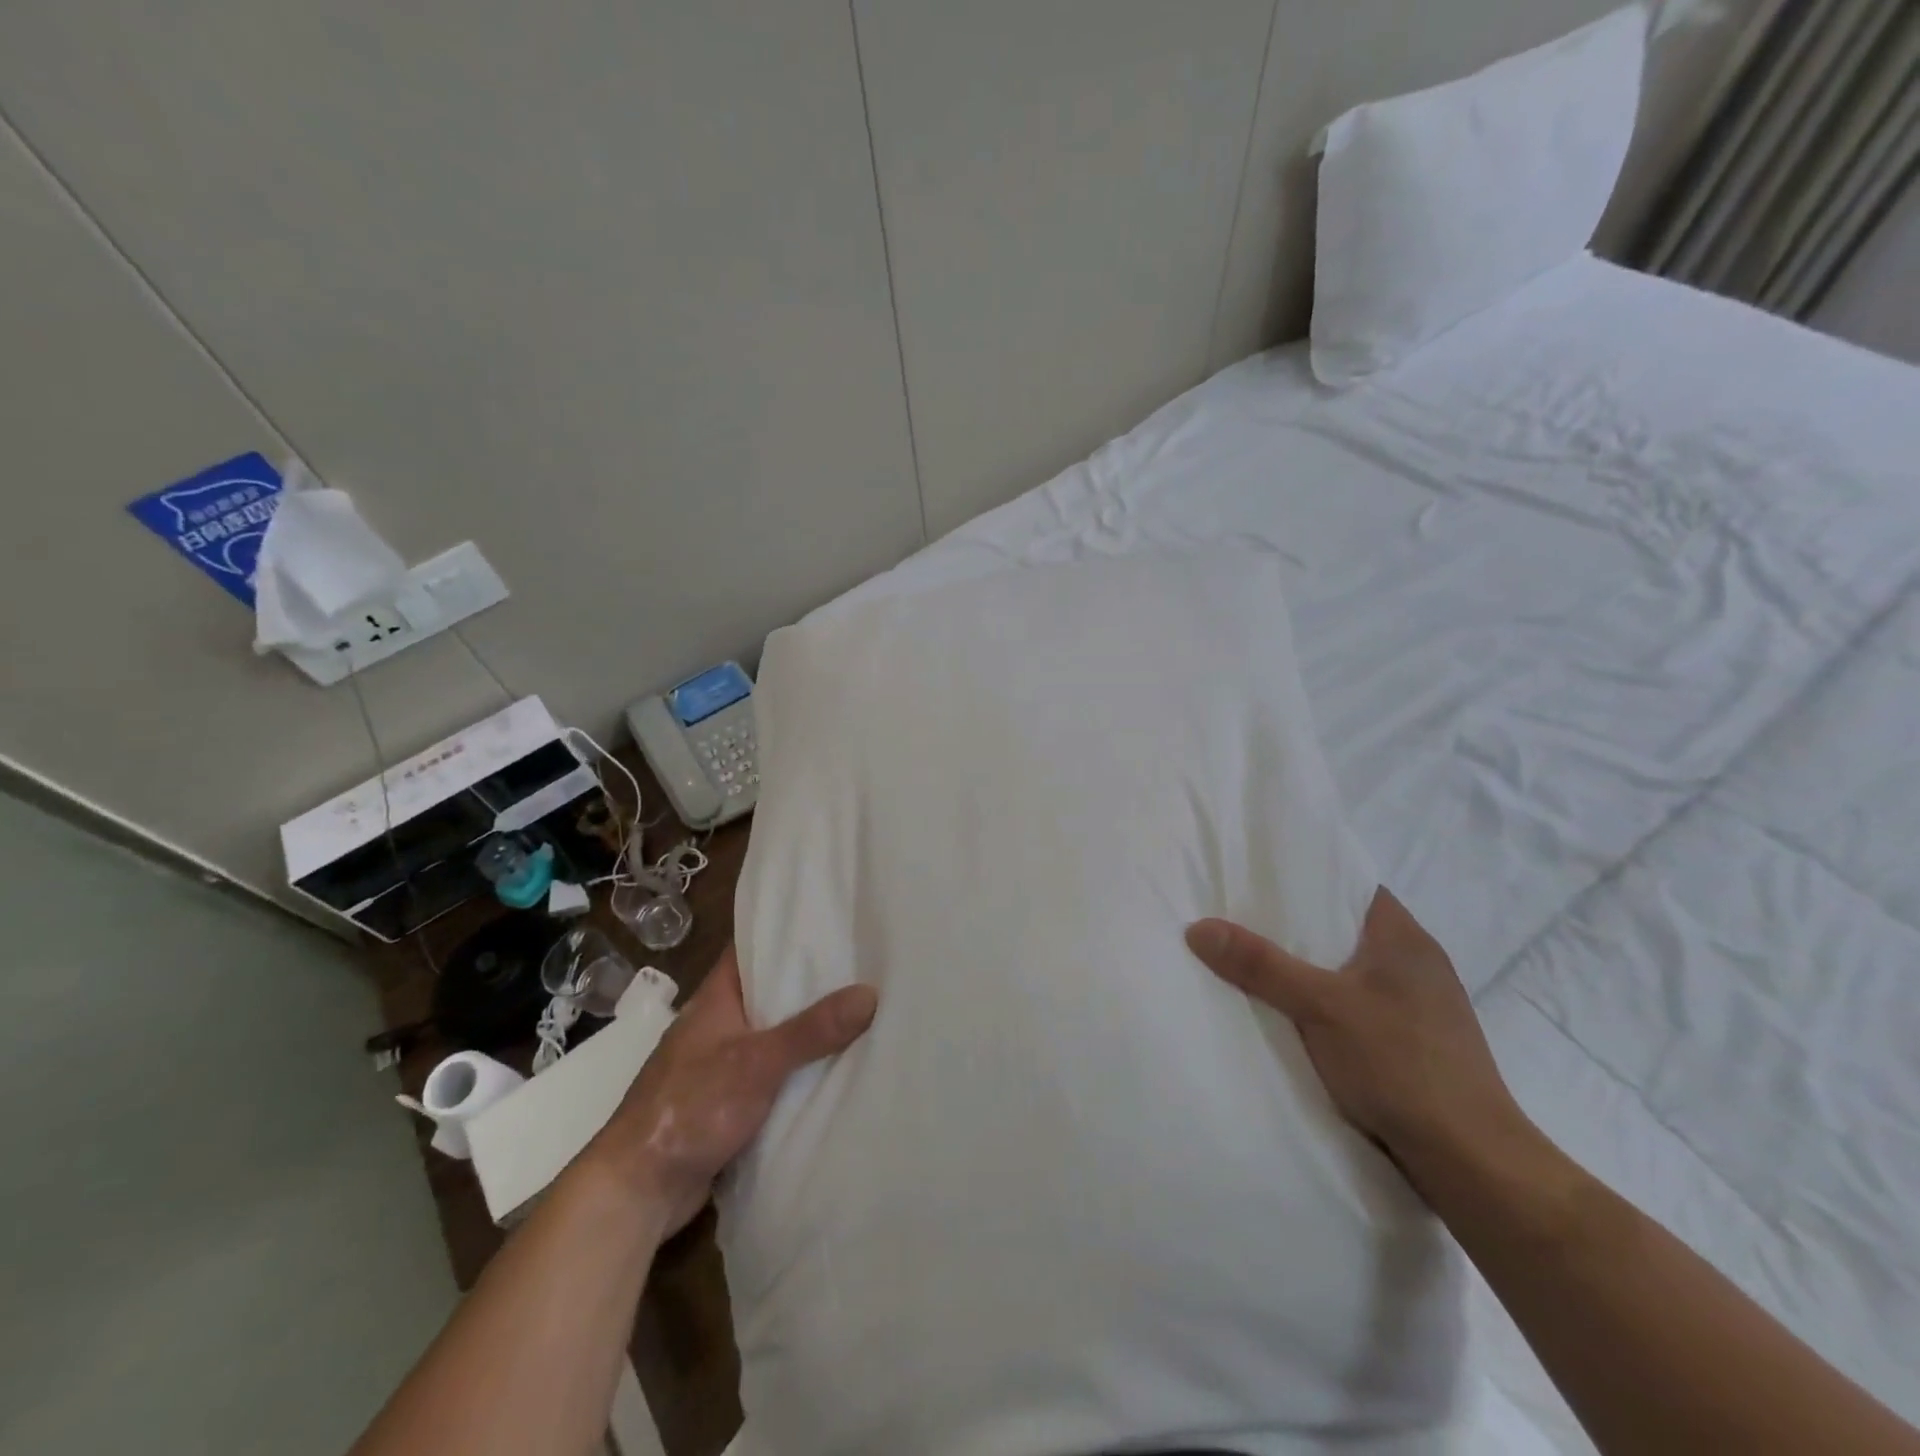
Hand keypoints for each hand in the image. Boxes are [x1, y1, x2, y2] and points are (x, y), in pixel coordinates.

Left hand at [585, 945, 876, 1238]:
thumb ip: (811, 1030)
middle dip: (812, 983)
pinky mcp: (728, 1102)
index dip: (788, 932)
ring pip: (775, 1035)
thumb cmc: (690, 1107)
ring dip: (809, 1030)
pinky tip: (836, 1068)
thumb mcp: (756, 1062)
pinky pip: (773, 1074)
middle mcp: (719, 1024)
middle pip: (771, 992)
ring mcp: (722, 1064)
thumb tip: (870, 993)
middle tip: (865, 967)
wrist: (638, 1190)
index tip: (833, 921)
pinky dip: (799, 1070)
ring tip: (863, 1012)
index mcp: (716, 998)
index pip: (753, 948)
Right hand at [1185, 889, 1527, 1175]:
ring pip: (1350, 971)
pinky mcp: (1415, 1044)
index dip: (1306, 878)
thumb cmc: (1400, 1065)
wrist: (1471, 1162)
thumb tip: (1198, 927)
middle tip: (1240, 919)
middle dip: (1295, 927)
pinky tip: (1293, 1016)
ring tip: (1255, 963)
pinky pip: (1358, 1006)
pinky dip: (1325, 1004)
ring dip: (1310, 970)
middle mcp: (1417, 965)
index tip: (1257, 878)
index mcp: (1405, 939)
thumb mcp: (1320, 1006)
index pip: (1351, 886)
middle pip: (1344, 929)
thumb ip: (1261, 965)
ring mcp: (1420, 1008)